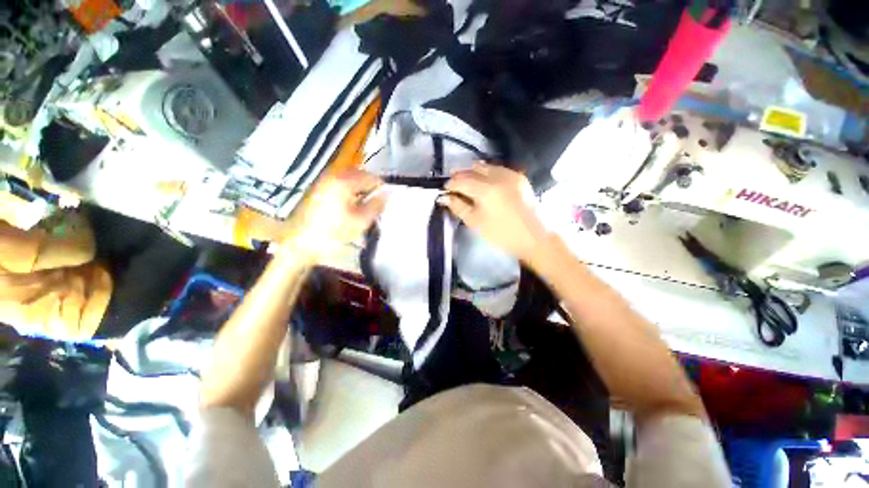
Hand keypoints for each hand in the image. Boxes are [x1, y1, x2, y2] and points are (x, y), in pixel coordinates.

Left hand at [283, 168, 384, 262]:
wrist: (301, 242)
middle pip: (358, 173)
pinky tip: (352, 203)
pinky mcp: (318, 190)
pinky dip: (349, 189)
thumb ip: (376, 206)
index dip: (382, 187)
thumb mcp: (361, 221)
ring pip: (348, 178)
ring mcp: (323, 182)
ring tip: (366, 201)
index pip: (370, 177)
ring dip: (360, 186)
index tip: (388, 198)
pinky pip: (339, 183)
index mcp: (344, 182)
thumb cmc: (333, 232)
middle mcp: (333, 177)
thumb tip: (385, 196)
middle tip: (378, 198)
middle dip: (370, 184)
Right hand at [440, 163, 547, 263]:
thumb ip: (458, 207)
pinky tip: (484, 182)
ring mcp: (511, 175)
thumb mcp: (475, 222)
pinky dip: (487, 173)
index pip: (462, 180)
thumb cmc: (501, 234)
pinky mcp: (519, 177)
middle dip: (461, 175)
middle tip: (453, 185)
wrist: (533, 237)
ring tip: (467, 182)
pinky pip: (498, 169)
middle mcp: (498, 176)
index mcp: (486, 190)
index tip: (445, 190)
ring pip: (486, 167)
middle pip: (473, 169)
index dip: (451, 184)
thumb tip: (444, 197)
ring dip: (473, 172)